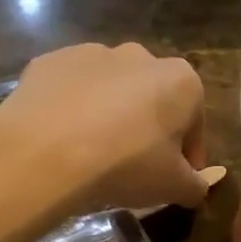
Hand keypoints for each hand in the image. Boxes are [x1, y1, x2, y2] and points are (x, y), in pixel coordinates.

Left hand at [0, 42, 207, 214]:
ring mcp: (92, 53)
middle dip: (149, 128)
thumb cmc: (126, 165)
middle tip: (136, 166)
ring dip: (111, 116)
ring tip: (94, 154)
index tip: (177, 178)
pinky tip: (63, 141)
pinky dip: (72, 110)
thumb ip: (195, 185)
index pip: (194, 122)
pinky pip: (71, 90)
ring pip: (111, 91)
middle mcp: (141, 56)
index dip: (188, 155)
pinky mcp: (50, 61)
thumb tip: (196, 187)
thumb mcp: (175, 187)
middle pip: (153, 99)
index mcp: (181, 81)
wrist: (43, 153)